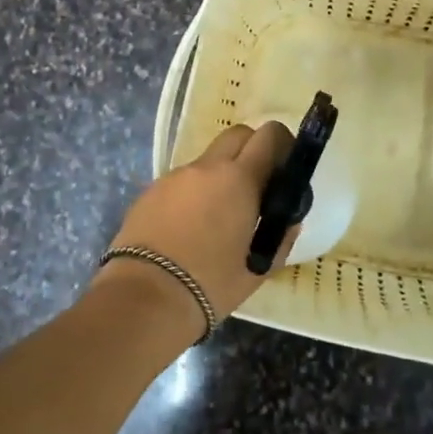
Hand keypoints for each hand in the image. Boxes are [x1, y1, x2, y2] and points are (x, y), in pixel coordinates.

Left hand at [95, 122, 298, 334]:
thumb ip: (280, 236)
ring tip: (219, 217)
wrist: (145, 298)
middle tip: (256, 186)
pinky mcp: (150, 191)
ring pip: (207, 160)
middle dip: (251, 150)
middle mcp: (207, 167)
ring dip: (220, 176)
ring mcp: (175, 176)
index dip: (282, 144)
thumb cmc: (211, 284)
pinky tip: (189, 228)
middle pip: (237, 135)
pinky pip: (182, 182)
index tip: (285, 167)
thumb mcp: (259, 267)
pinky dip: (193, 194)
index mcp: (239, 179)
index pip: (269, 135)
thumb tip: (287, 219)